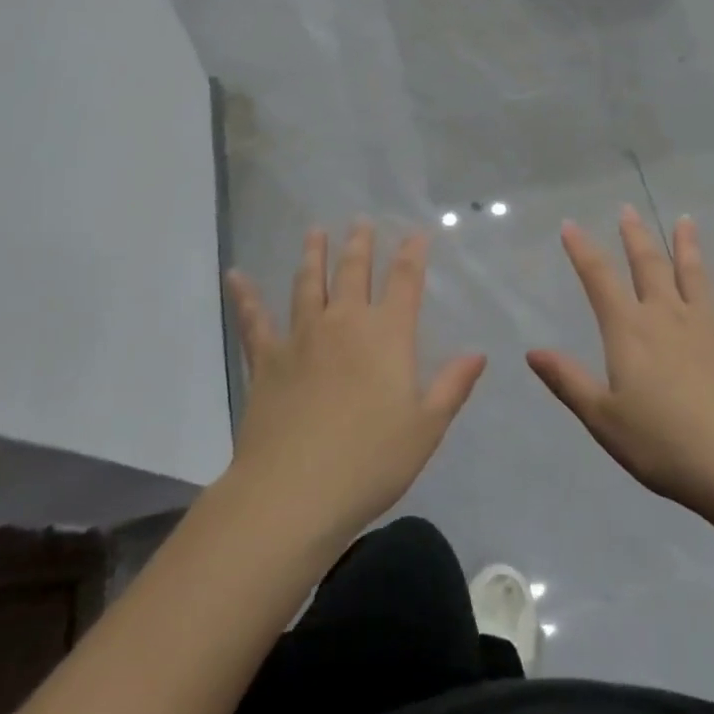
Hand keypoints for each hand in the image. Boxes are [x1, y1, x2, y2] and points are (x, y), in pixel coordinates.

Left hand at [225, 223, 484, 547]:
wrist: (294, 492)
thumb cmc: (370, 461)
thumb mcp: (426, 428)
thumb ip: (452, 386)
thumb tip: (477, 354)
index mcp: (387, 335)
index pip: (405, 281)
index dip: (412, 254)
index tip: (415, 233)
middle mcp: (344, 323)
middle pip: (353, 272)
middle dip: (360, 244)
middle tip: (360, 221)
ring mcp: (301, 337)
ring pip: (308, 284)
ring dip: (313, 255)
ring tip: (315, 231)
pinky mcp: (266, 359)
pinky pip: (254, 320)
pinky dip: (245, 296)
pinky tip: (236, 275)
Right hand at [529, 207, 713, 519]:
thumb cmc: (664, 444)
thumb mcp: (604, 419)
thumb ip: (569, 381)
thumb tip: (532, 351)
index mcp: (629, 331)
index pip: (599, 279)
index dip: (582, 250)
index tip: (571, 224)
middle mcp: (667, 316)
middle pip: (648, 266)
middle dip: (635, 236)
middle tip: (628, 208)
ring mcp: (709, 326)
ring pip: (694, 275)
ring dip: (687, 246)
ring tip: (685, 220)